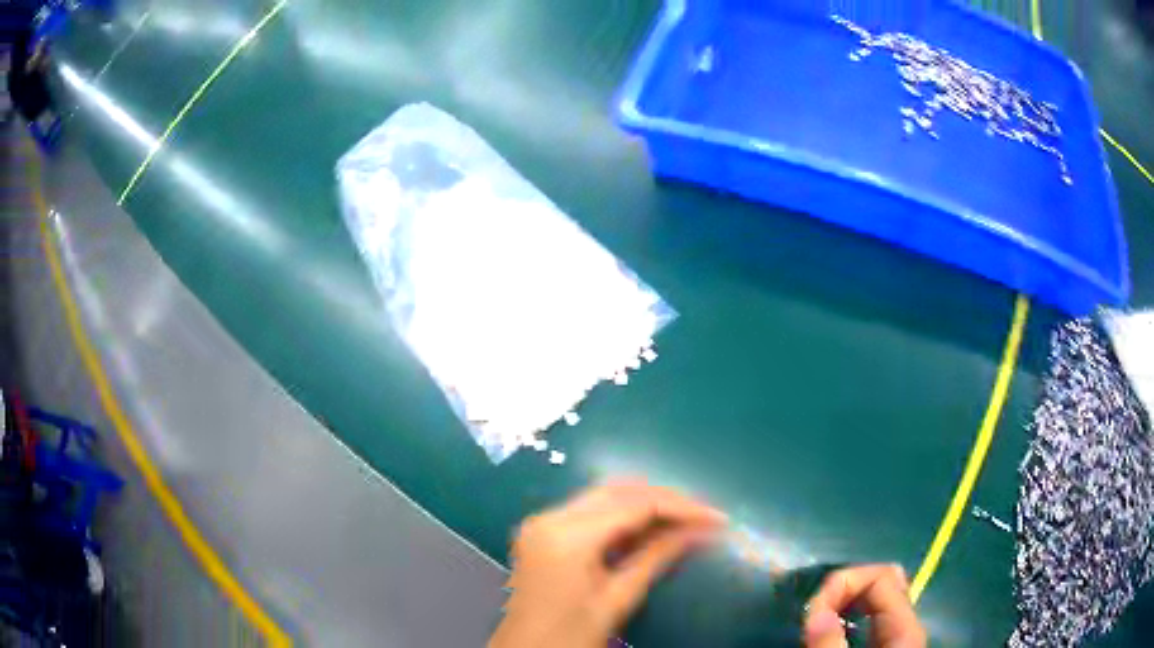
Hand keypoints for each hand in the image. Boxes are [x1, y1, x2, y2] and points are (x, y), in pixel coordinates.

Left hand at [488, 479, 726, 647]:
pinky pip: (588, 513)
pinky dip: (621, 517)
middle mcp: (549, 517)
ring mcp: (541, 523)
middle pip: (618, 492)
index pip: (635, 505)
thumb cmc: (570, 636)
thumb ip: (658, 556)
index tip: (717, 519)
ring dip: (645, 505)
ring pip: (604, 497)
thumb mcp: (619, 598)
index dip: (681, 508)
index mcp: (567, 536)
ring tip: (684, 521)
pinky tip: (649, 530)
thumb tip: (701, 530)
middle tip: (704, 517)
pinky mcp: (541, 533)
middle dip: (665, 501)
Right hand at [804, 564, 926, 647]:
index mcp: (906, 624)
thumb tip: (814, 612)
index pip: (880, 575)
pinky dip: (848, 616)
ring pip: (875, 599)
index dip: (843, 583)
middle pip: (881, 581)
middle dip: (843, 589)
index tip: (811, 611)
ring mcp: (898, 633)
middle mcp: (906, 621)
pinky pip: (870, 618)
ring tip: (816, 621)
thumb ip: (830, 644)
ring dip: (843, 603)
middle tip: (813, 614)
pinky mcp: (887, 644)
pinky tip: (830, 631)